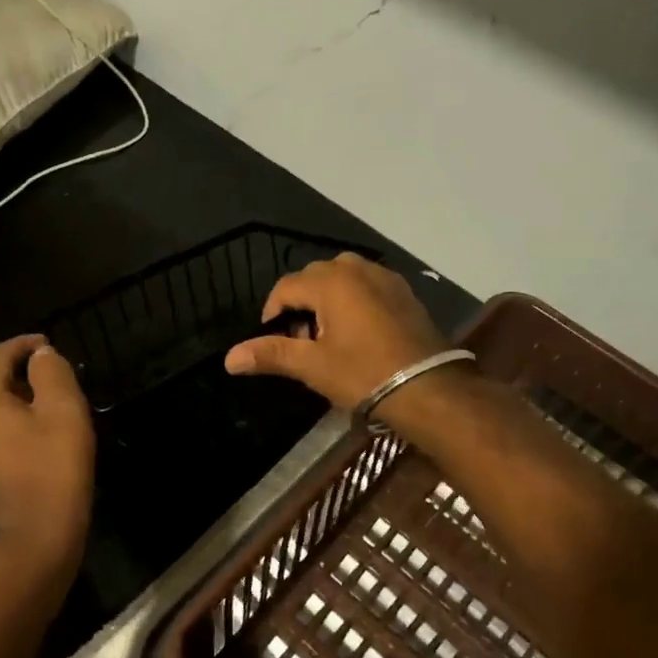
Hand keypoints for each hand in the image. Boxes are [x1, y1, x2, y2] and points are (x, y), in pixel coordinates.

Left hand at [0, 335, 94, 566]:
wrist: (37, 536)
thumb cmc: (53, 466)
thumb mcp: (63, 409)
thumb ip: (51, 372)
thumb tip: (40, 356)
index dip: (23, 345)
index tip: (49, 345)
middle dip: (21, 373)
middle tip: (55, 376)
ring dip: (17, 401)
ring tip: (50, 405)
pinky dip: (11, 426)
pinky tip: (37, 437)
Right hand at [224, 253, 453, 409]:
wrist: (428, 388)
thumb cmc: (364, 374)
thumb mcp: (312, 366)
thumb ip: (270, 354)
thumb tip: (228, 358)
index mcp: (331, 281)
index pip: (286, 287)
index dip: (272, 313)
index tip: (276, 342)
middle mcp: (357, 269)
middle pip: (314, 277)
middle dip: (301, 305)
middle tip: (304, 342)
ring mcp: (385, 278)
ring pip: (342, 278)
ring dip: (328, 300)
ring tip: (329, 337)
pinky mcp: (404, 292)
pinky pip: (367, 286)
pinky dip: (354, 301)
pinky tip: (359, 333)